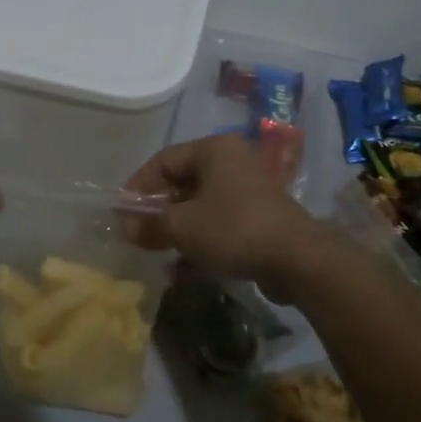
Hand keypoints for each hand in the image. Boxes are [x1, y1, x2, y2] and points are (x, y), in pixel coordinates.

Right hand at [123, 134, 323, 297]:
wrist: (298, 261)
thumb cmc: (234, 229)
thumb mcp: (183, 227)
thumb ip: (150, 225)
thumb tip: (124, 227)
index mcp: (214, 150)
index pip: (163, 160)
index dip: (138, 186)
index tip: (122, 213)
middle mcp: (232, 163)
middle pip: (182, 184)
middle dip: (158, 212)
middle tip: (138, 235)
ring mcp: (248, 192)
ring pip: (200, 208)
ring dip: (177, 231)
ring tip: (157, 255)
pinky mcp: (258, 219)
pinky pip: (219, 226)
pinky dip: (200, 243)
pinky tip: (181, 272)